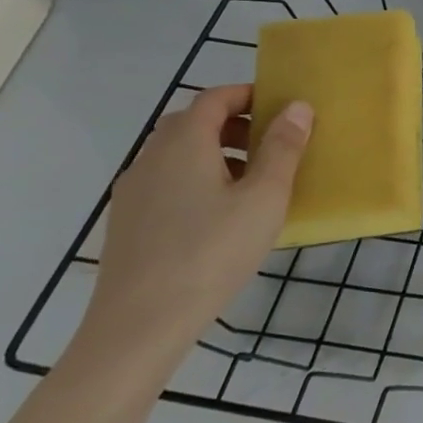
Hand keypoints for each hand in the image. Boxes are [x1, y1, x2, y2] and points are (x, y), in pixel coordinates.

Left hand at [74, 84, 310, 375]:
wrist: (138, 327)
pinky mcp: (126, 224)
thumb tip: (297, 106)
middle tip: (270, 145)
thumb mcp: (264, 198)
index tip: (280, 109)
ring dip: (214, 153)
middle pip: (192, 122)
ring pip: (176, 154)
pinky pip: (165, 182)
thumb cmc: (211, 252)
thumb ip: (283, 148)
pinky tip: (217, 217)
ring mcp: (132, 192)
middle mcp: (151, 157)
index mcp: (184, 143)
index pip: (214, 98)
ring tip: (250, 183)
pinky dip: (194, 180)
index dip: (248, 95)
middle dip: (233, 124)